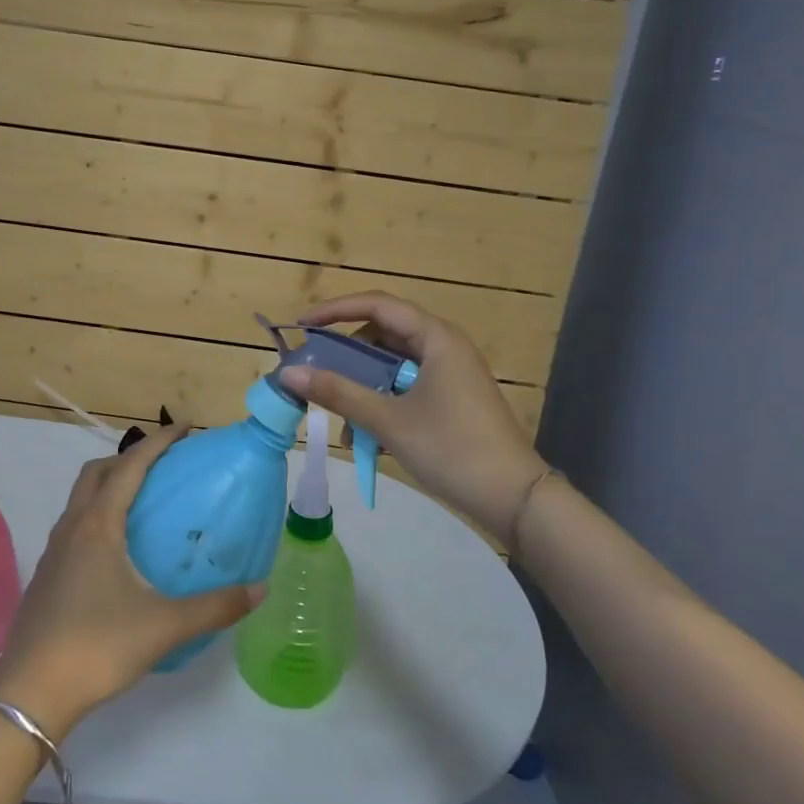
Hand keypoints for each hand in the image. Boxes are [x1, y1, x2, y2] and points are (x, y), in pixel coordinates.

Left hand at [0, 424, 264, 736]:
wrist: (29, 695)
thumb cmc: (97, 646)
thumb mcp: (165, 626)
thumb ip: (215, 607)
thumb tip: (259, 588)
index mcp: (98, 526)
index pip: (130, 465)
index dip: (159, 442)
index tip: (186, 427)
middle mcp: (72, 528)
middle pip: (97, 473)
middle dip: (129, 457)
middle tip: (163, 464)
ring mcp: (53, 552)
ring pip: (81, 499)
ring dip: (109, 486)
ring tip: (141, 502)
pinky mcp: (46, 577)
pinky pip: (74, 526)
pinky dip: (97, 516)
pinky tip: (116, 552)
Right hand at [278, 292, 548, 545]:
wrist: (515, 499)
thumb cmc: (451, 449)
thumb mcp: (389, 421)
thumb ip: (338, 393)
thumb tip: (289, 374)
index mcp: (436, 337)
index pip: (377, 305)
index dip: (335, 310)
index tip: (301, 326)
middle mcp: (444, 345)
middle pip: (383, 333)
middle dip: (347, 353)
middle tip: (315, 372)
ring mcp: (451, 372)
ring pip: (393, 363)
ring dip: (363, 384)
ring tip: (341, 416)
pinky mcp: (452, 396)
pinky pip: (406, 384)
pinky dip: (382, 400)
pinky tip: (367, 434)